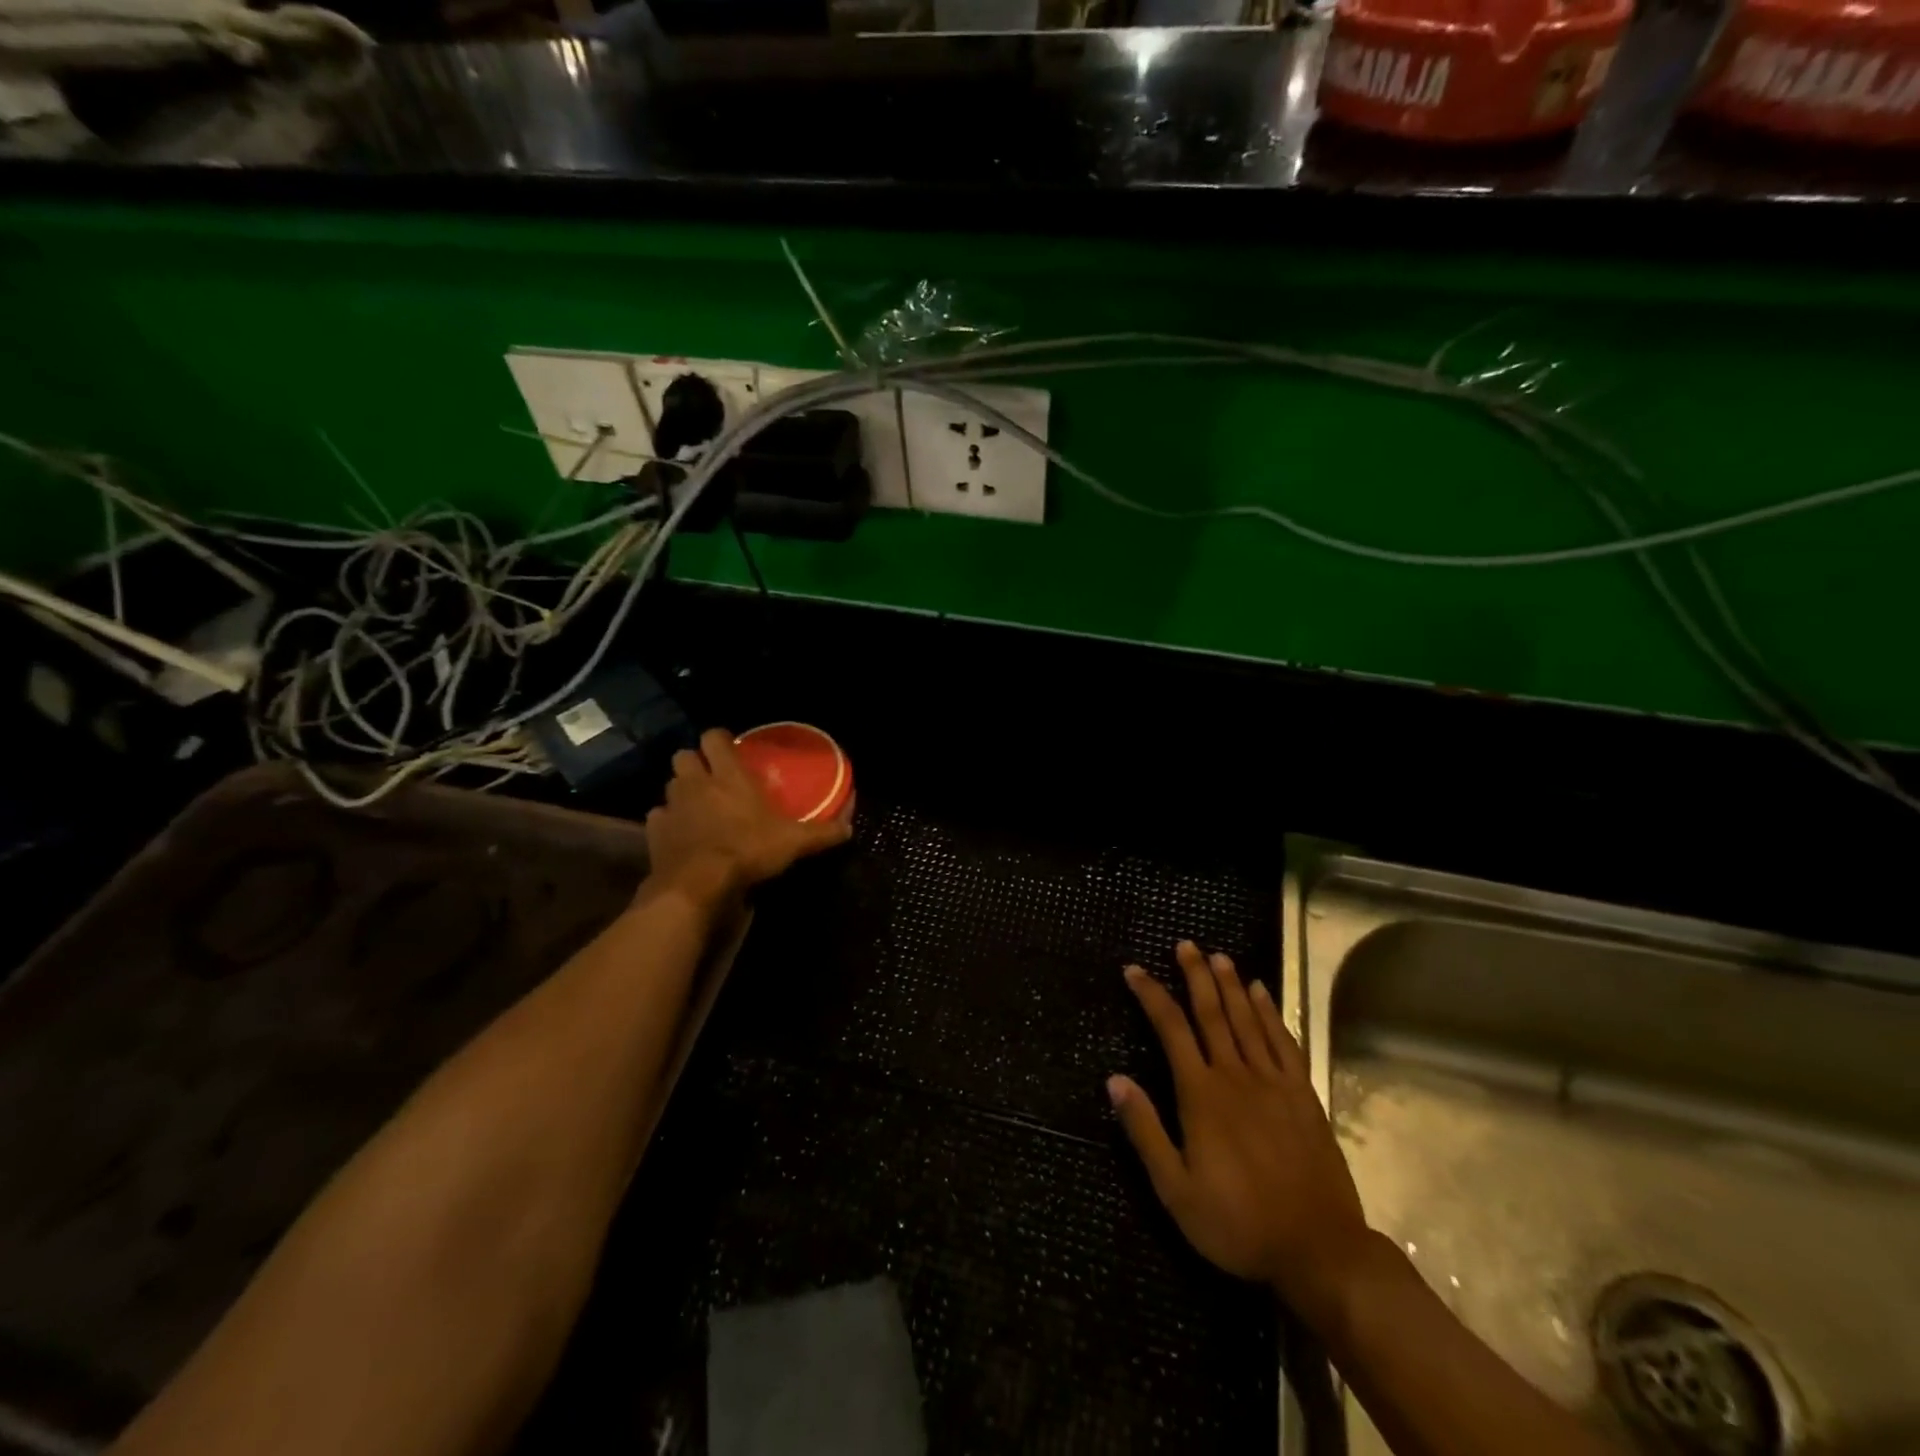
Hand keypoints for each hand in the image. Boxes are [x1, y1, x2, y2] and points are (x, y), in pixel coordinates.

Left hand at [643, 728, 851, 895]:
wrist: (699, 884)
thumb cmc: (749, 850)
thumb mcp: (793, 842)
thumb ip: (821, 833)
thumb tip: (849, 828)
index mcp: (729, 775)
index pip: (714, 737)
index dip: (720, 740)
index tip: (730, 749)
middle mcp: (696, 782)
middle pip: (684, 755)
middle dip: (695, 762)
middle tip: (712, 778)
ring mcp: (672, 805)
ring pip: (670, 784)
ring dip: (682, 791)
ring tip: (697, 807)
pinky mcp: (654, 830)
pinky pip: (659, 816)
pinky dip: (668, 822)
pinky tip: (681, 835)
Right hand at [1109, 942, 1372, 1317]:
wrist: (1320, 1250)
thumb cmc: (1238, 1223)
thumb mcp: (1176, 1190)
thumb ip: (1145, 1131)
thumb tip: (1115, 1079)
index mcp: (1201, 1095)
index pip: (1171, 1029)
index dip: (1151, 995)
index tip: (1134, 969)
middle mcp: (1235, 1076)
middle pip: (1211, 1013)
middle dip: (1195, 975)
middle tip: (1184, 944)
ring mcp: (1273, 1083)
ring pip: (1248, 1019)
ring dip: (1231, 985)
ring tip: (1218, 956)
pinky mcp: (1303, 1095)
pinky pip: (1284, 1042)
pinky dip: (1272, 1013)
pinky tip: (1263, 993)